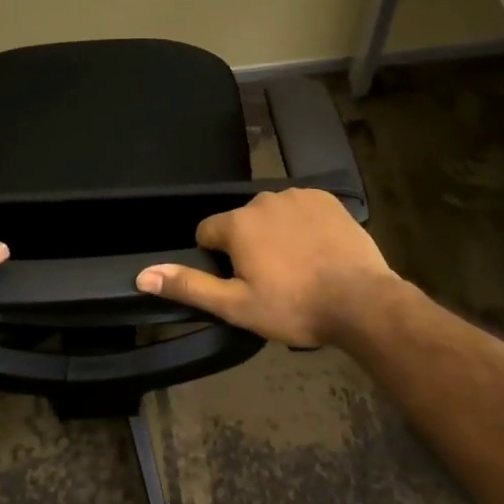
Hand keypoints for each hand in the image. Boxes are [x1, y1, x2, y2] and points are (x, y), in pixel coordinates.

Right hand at [134, 187, 402, 347]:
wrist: (361, 301)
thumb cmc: (294, 306)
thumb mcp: (236, 306)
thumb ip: (189, 286)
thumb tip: (143, 275)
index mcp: (238, 224)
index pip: (208, 232)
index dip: (218, 258)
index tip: (240, 281)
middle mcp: (263, 200)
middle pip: (242, 222)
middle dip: (249, 246)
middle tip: (272, 281)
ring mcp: (297, 196)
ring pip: (272, 215)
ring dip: (276, 234)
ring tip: (299, 268)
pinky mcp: (326, 198)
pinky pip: (302, 208)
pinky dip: (304, 225)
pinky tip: (319, 251)